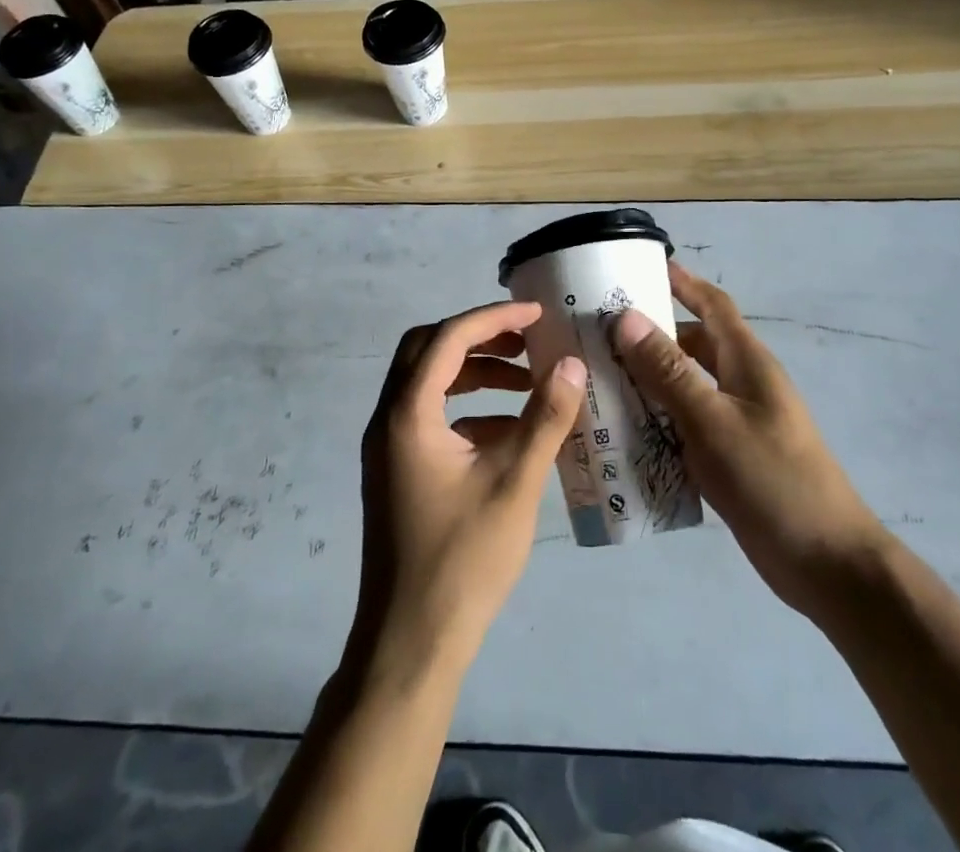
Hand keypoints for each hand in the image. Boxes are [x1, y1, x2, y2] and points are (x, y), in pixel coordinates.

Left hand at [352, 301, 585, 674]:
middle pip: (428, 350)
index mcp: (407, 414)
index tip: (537, 314)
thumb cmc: (462, 561)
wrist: (410, 645)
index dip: (494, 318)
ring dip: (475, 373)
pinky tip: (511, 431)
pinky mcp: (398, 470)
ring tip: (528, 381)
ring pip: (428, 383)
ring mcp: (388, 447)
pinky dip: (469, 409)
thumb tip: (571, 364)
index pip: (448, 338)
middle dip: (479, 338)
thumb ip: (545, 419)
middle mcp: (388, 419)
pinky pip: (431, 418)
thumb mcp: (514, 484)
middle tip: (526, 339)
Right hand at [611, 263, 884, 617]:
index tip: (641, 265)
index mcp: (747, 362)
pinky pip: (687, 422)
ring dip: (649, 378)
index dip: (682, 282)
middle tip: (599, 329)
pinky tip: (624, 429)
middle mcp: (743, 383)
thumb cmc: (772, 480)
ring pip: (687, 384)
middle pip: (693, 343)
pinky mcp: (731, 455)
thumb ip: (669, 370)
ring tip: (599, 376)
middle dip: (651, 332)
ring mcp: (738, 421)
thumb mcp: (713, 421)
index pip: (713, 305)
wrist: (826, 564)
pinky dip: (658, 417)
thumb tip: (626, 317)